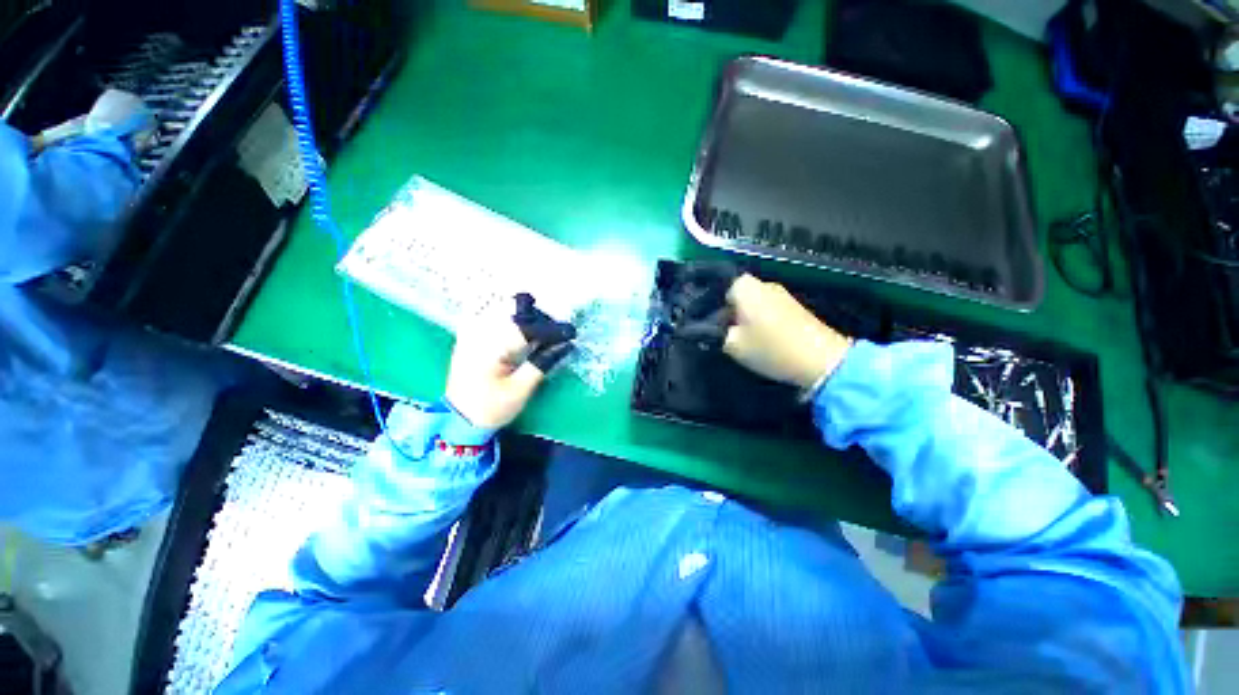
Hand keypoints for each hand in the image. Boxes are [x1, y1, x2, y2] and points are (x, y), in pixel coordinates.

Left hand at [445, 302, 573, 429]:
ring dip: (528, 321)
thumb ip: (541, 364)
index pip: (526, 328)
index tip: (570, 333)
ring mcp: (471, 335)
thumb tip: (565, 345)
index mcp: (490, 348)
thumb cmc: (492, 407)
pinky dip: (513, 324)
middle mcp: (478, 335)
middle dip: (541, 321)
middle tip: (560, 334)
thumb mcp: (520, 390)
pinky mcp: (469, 339)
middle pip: (516, 316)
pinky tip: (524, 331)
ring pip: (505, 315)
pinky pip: (493, 321)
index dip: (550, 329)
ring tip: (545, 334)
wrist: (459, 421)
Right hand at [722, 274, 851, 390]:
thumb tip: (712, 328)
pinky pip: (771, 309)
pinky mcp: (797, 307)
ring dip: (749, 318)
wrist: (821, 360)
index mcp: (746, 288)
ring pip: (756, 303)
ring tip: (747, 339)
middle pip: (740, 295)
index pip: (722, 288)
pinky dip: (765, 321)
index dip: (716, 307)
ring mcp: (784, 294)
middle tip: (729, 334)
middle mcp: (765, 284)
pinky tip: (767, 339)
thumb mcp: (732, 345)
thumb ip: (716, 334)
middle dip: (732, 312)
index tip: (716, 326)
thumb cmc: (770, 348)